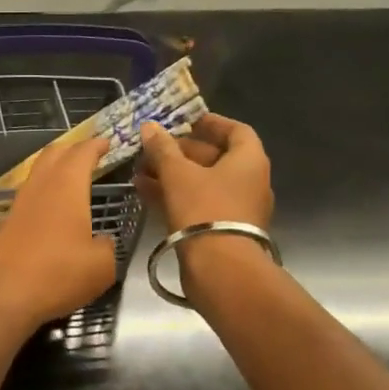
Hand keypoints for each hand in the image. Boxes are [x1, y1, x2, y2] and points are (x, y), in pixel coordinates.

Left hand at [0, 136, 116, 333]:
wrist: (2, 295)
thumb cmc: (58, 274)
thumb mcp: (101, 265)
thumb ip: (107, 246)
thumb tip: (100, 241)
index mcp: (67, 186)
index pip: (82, 153)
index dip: (96, 145)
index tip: (107, 141)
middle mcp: (40, 187)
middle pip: (53, 154)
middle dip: (72, 149)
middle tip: (90, 153)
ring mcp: (20, 204)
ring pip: (38, 173)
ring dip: (55, 168)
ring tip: (73, 177)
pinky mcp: (8, 223)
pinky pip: (30, 195)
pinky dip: (45, 191)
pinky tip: (53, 207)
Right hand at [136, 114, 273, 232]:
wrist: (220, 268)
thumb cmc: (204, 209)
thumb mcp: (177, 174)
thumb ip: (163, 149)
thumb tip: (149, 127)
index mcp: (248, 161)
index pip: (235, 130)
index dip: (211, 123)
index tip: (185, 120)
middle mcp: (248, 182)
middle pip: (214, 157)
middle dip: (180, 151)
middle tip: (152, 148)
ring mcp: (236, 208)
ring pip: (201, 183)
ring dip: (172, 174)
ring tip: (140, 170)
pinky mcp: (221, 230)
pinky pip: (196, 204)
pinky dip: (174, 195)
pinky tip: (144, 192)